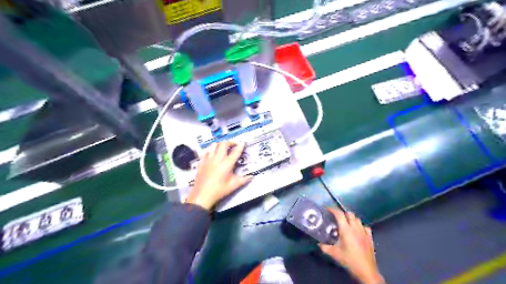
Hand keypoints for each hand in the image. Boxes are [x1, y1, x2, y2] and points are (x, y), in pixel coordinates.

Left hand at [185, 142, 253, 210]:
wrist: (202, 195)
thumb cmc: (219, 190)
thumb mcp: (234, 186)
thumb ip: (243, 180)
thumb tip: (251, 176)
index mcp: (227, 163)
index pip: (236, 151)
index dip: (240, 146)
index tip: (243, 143)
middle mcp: (218, 158)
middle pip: (224, 144)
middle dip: (230, 142)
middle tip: (233, 146)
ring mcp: (208, 159)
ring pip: (214, 145)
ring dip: (220, 144)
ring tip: (223, 148)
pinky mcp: (202, 162)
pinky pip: (206, 151)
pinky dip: (210, 150)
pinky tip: (212, 153)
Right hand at [317, 209, 385, 283]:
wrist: (366, 270)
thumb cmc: (349, 260)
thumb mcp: (334, 254)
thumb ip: (325, 247)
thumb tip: (319, 243)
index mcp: (346, 229)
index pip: (339, 214)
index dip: (333, 210)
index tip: (327, 209)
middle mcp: (355, 228)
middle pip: (349, 214)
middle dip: (342, 213)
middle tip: (337, 218)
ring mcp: (364, 232)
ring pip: (357, 219)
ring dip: (351, 219)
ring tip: (346, 223)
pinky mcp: (370, 237)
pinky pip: (365, 226)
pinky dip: (360, 226)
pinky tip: (357, 230)